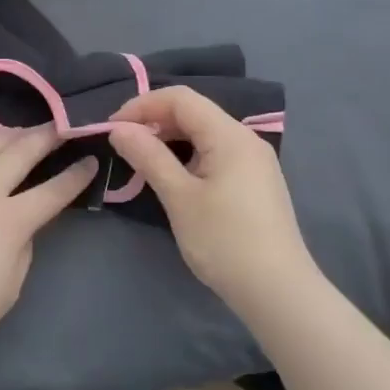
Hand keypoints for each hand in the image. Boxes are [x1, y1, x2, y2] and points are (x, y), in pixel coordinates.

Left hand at [0, 126, 96, 354]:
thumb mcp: (9, 287)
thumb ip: (21, 248)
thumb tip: (19, 228)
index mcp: (10, 219)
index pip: (53, 190)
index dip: (76, 175)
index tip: (90, 159)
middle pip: (20, 151)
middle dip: (46, 136)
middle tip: (60, 125)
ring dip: (10, 135)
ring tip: (22, 133)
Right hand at [108, 87, 315, 308]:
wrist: (277, 291)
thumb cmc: (224, 241)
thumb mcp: (179, 197)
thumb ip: (149, 157)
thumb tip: (119, 128)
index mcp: (230, 136)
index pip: (181, 98)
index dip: (143, 105)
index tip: (112, 127)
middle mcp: (246, 139)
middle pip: (195, 112)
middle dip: (155, 120)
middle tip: (122, 144)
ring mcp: (254, 161)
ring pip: (205, 133)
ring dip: (170, 138)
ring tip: (141, 159)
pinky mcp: (255, 182)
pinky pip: (216, 153)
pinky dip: (188, 155)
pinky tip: (172, 176)